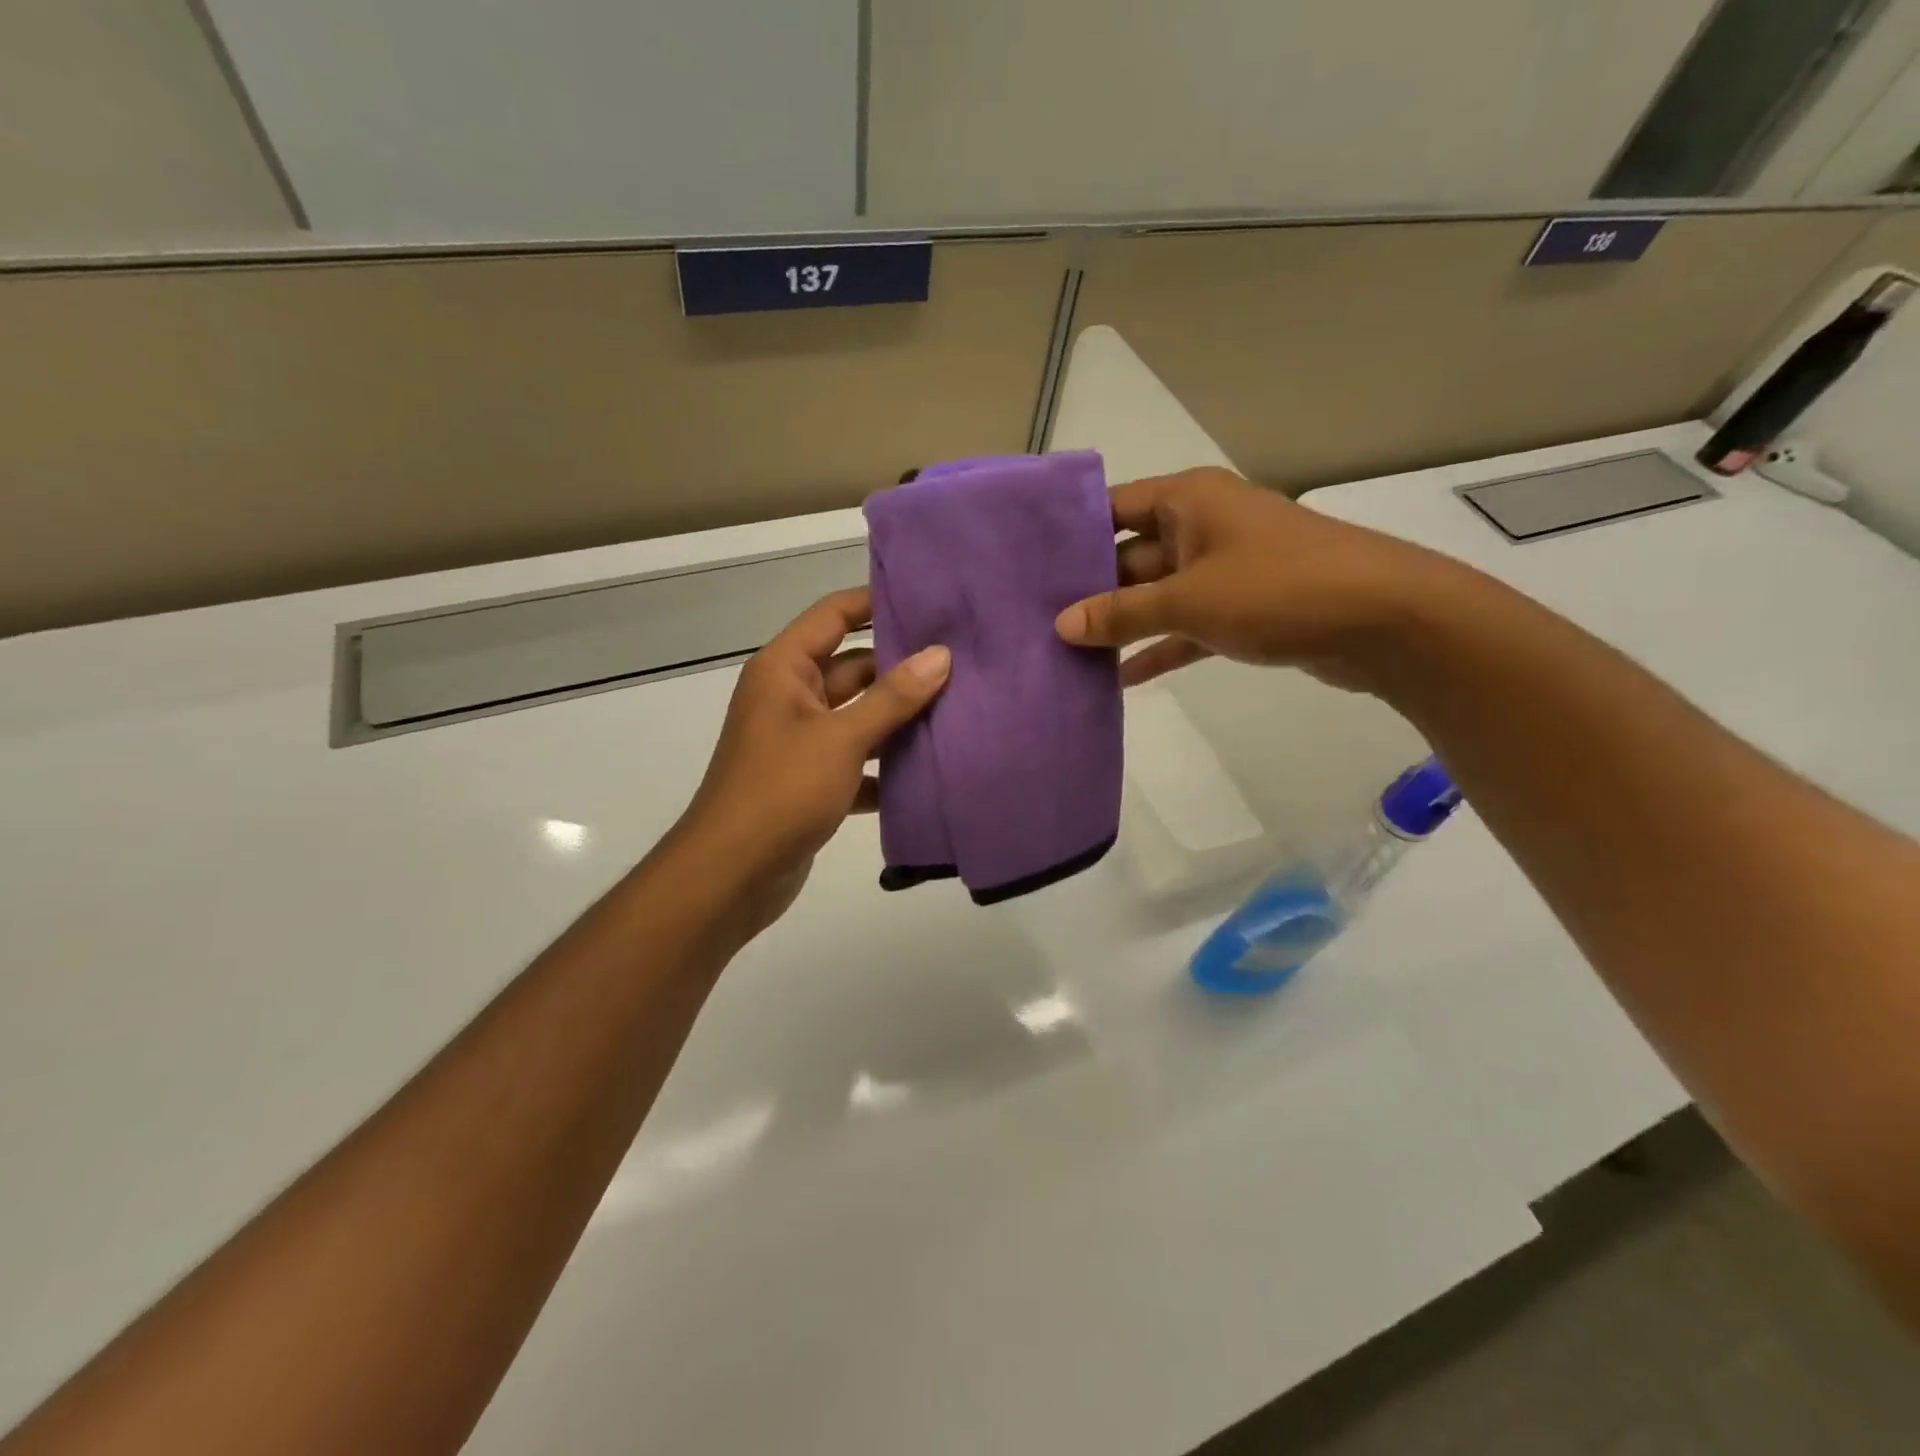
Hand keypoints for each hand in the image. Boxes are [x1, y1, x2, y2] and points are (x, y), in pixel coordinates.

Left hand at [670, 588, 949, 941]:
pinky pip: (857, 759)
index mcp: (785, 670)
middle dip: (901, 667)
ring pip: (859, 716)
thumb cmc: (781, 791)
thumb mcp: (841, 738)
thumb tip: (939, 655)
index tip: (929, 602)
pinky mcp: (812, 781)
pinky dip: (886, 765)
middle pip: (853, 667)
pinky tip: (930, 769)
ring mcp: (801, 741)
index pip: (833, 615)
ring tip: (959, 709)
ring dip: (899, 718)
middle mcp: (791, 697)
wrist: (732, 875)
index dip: (876, 603)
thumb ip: (892, 697)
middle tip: (961, 662)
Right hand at [1053, 467, 1460, 694]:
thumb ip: (1121, 613)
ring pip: (1157, 595)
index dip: (1070, 535)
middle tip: (1037, 622)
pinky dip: (1160, 648)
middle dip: (1090, 590)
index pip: (1111, 508)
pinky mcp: (1244, 609)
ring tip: (1068, 655)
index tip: (1026, 566)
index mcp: (1187, 501)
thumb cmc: (1278, 590)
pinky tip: (1120, 680)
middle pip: (1130, 556)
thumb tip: (1062, 625)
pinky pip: (1187, 626)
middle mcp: (1202, 526)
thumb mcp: (1188, 600)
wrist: (1385, 622)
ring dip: (1122, 625)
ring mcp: (1224, 569)